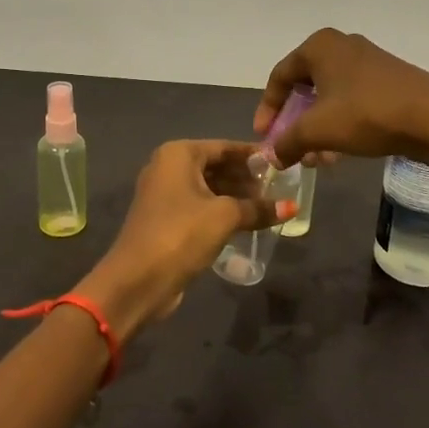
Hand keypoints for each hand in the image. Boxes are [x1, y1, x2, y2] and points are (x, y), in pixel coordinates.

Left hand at [81, 140, 292, 339]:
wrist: (137, 280)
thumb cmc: (182, 234)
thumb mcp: (225, 217)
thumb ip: (258, 208)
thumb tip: (291, 207)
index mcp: (178, 154)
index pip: (224, 147)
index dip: (253, 155)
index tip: (280, 163)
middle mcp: (167, 167)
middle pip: (215, 166)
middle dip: (245, 177)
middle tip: (277, 188)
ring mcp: (163, 194)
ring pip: (207, 187)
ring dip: (235, 196)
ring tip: (267, 206)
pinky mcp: (165, 219)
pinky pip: (199, 206)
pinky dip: (220, 210)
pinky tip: (245, 222)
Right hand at [254, 29, 428, 167]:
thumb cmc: (366, 114)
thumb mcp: (318, 130)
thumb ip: (287, 142)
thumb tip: (271, 156)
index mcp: (319, 46)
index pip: (280, 77)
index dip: (268, 109)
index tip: (263, 138)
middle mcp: (342, 45)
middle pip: (305, 87)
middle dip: (295, 124)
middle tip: (290, 150)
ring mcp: (368, 60)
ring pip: (330, 97)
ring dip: (318, 129)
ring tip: (317, 160)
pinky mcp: (388, 78)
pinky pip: (352, 100)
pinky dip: (340, 123)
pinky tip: (341, 152)